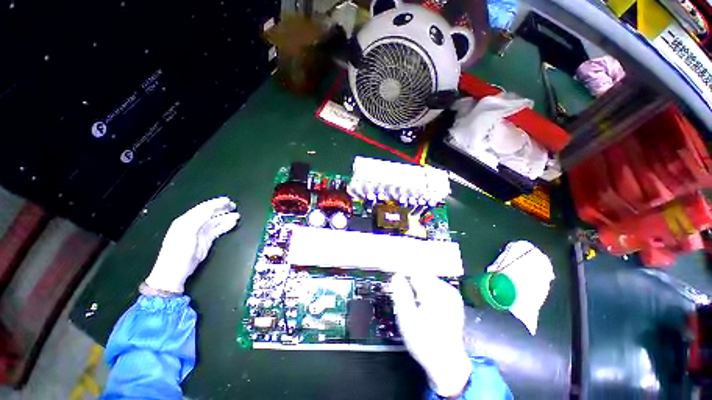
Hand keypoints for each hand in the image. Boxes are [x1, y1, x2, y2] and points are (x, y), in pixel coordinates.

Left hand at [145, 197, 239, 292]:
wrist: (174, 272)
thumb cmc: (178, 251)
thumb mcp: (186, 232)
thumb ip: (198, 219)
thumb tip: (211, 209)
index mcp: (186, 220)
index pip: (203, 208)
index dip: (215, 203)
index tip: (227, 200)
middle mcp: (194, 224)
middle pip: (210, 213)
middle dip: (222, 208)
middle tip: (234, 206)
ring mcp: (200, 232)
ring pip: (216, 221)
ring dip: (226, 217)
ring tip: (237, 216)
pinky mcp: (206, 240)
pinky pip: (218, 230)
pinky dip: (225, 226)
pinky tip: (232, 224)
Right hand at [390, 273, 471, 397]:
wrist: (447, 363)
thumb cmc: (424, 342)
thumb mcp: (408, 320)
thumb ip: (401, 294)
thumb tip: (397, 275)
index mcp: (435, 294)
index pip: (415, 270)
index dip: (401, 266)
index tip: (389, 265)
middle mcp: (445, 290)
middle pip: (422, 272)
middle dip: (407, 272)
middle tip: (394, 277)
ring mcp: (451, 294)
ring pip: (427, 277)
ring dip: (414, 278)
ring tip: (403, 285)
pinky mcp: (452, 299)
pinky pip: (432, 284)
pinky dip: (421, 285)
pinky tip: (415, 294)